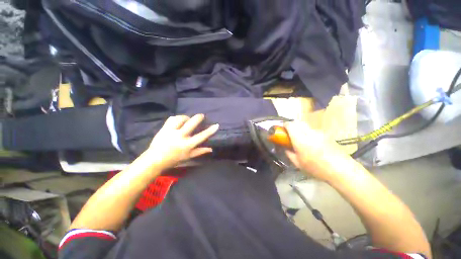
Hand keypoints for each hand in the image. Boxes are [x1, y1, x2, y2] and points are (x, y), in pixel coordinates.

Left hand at [144, 114, 218, 169]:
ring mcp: (171, 132)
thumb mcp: (188, 157)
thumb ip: (200, 152)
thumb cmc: (174, 159)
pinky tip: (179, 120)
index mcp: (187, 145)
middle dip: (198, 118)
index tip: (216, 125)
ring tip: (188, 119)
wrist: (155, 159)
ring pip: (181, 119)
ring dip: (186, 117)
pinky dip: (177, 118)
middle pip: (191, 123)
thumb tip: (211, 148)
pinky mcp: (164, 128)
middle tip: (201, 115)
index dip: (210, 130)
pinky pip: (171, 119)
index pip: (201, 136)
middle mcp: (180, 137)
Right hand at [284, 121, 355, 182]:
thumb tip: (285, 148)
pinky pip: (312, 130)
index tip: (282, 129)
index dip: (284, 125)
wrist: (341, 169)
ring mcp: (318, 132)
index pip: (290, 125)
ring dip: (299, 128)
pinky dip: (307, 132)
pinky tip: (311, 142)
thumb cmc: (316, 168)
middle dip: (291, 125)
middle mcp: (309, 133)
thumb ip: (289, 153)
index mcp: (300, 139)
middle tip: (289, 133)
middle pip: (297, 122)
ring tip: (300, 138)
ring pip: (305, 125)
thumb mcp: (298, 164)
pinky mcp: (325, 134)